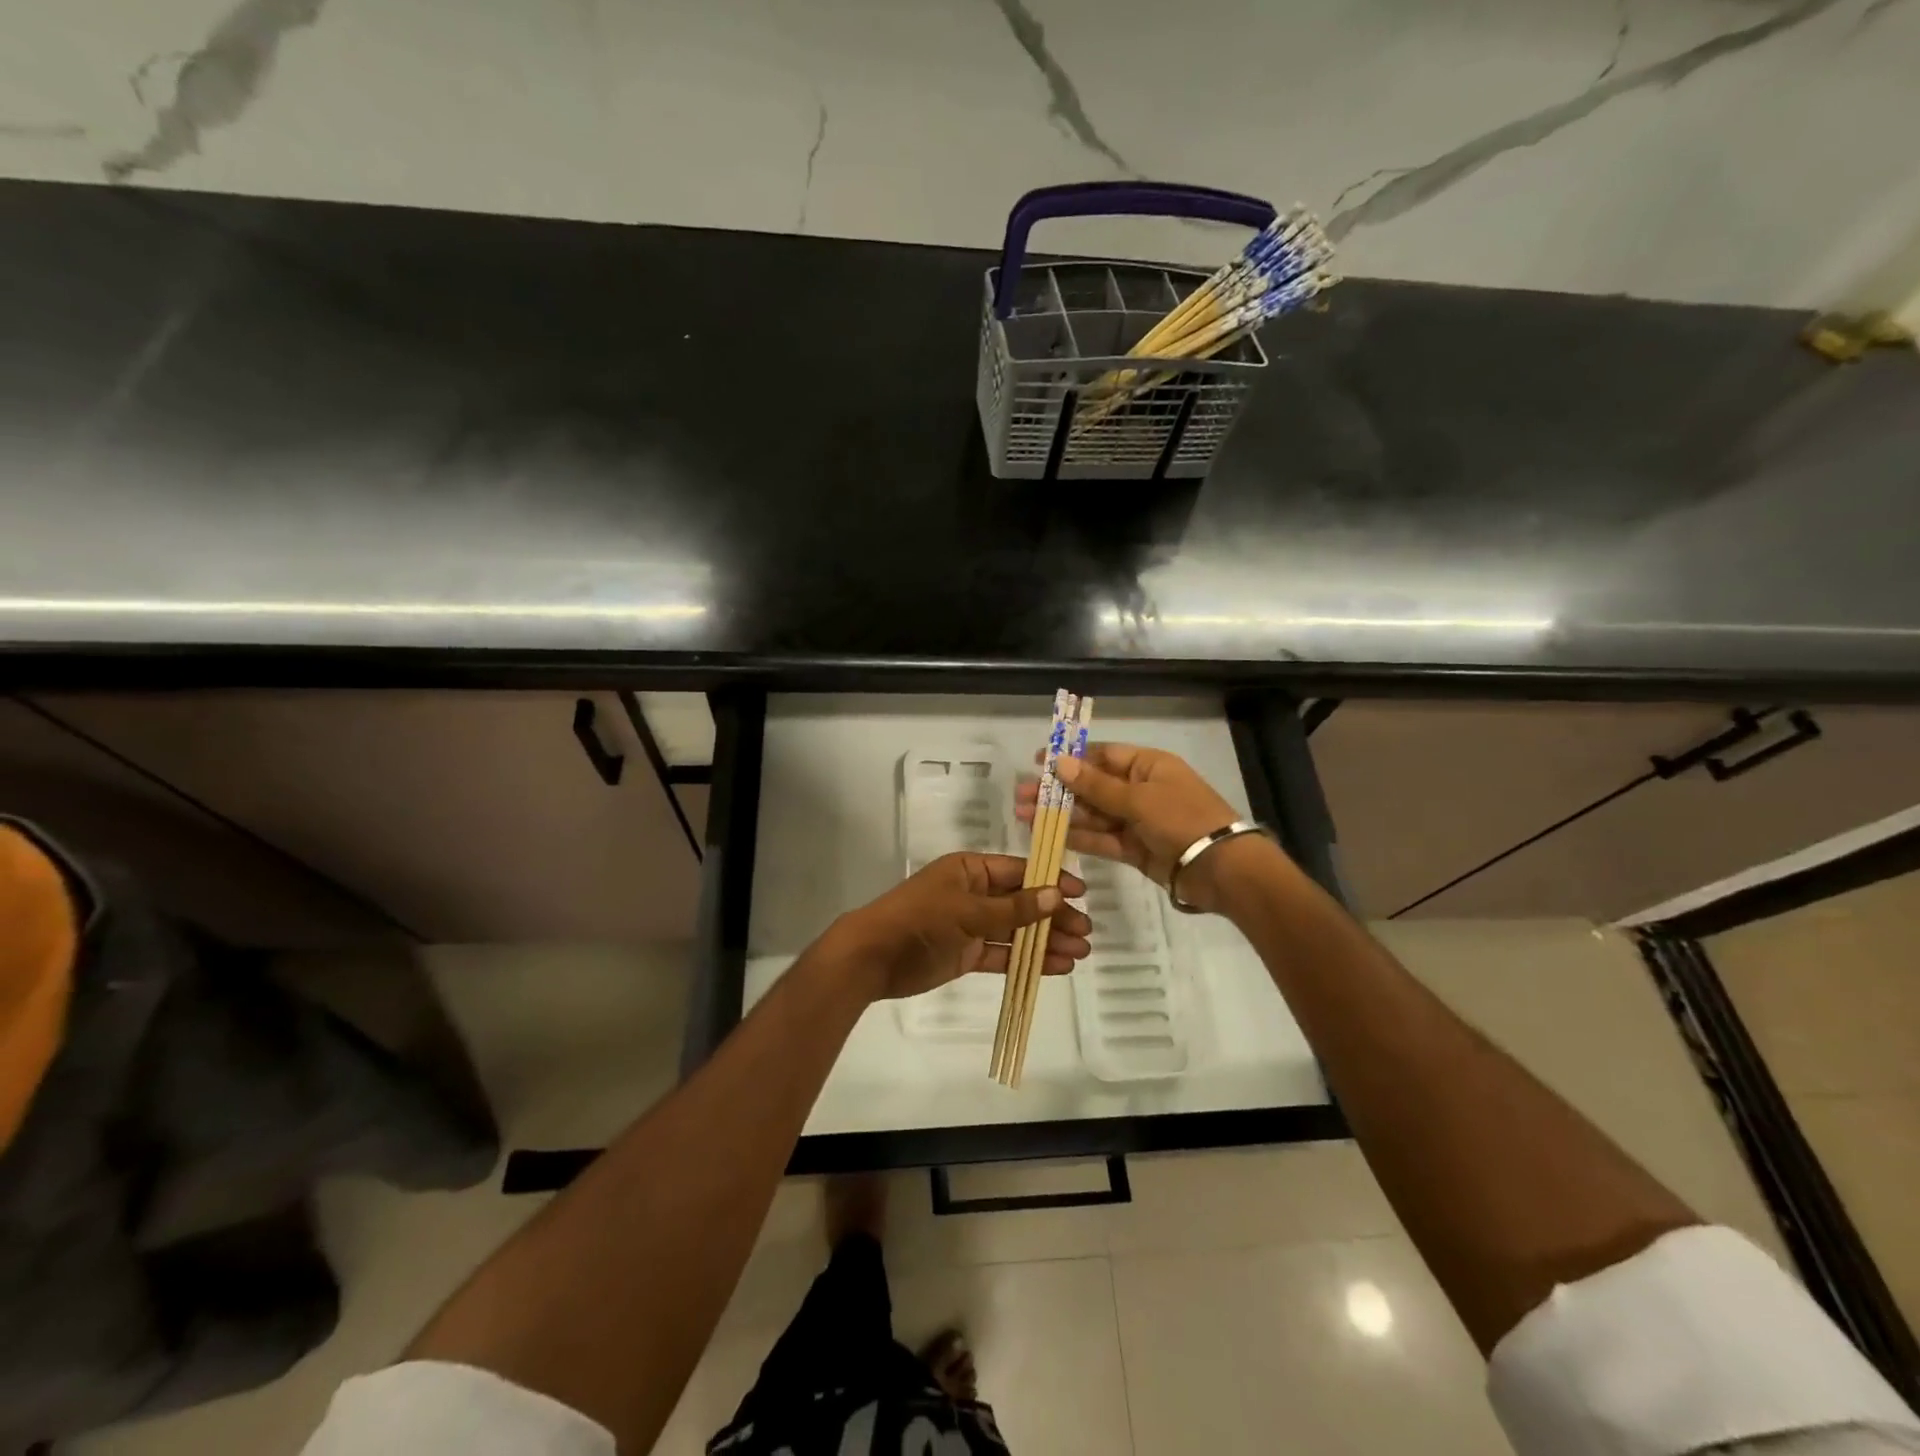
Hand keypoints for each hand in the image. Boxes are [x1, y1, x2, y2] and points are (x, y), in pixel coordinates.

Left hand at [833, 852, 1090, 1001]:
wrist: (873, 956)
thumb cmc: (921, 919)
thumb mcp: (969, 910)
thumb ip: (1014, 907)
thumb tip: (1056, 895)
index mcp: (971, 870)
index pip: (1019, 871)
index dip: (1050, 881)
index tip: (1081, 894)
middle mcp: (974, 893)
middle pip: (1022, 902)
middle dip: (1054, 916)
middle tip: (1087, 932)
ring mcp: (971, 925)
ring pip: (1016, 930)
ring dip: (1046, 941)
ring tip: (1080, 953)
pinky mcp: (967, 953)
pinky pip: (1003, 954)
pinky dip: (1027, 960)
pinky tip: (1057, 966)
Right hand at [1016, 743, 1268, 912]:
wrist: (1222, 869)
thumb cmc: (1182, 819)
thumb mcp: (1138, 798)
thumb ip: (1096, 785)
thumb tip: (1060, 762)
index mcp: (1147, 766)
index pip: (1102, 755)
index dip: (1070, 758)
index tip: (1038, 762)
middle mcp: (1140, 789)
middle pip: (1092, 786)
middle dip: (1058, 791)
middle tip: (1021, 795)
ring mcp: (1137, 821)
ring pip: (1093, 814)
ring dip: (1061, 815)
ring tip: (1024, 816)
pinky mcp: (1135, 849)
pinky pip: (1102, 839)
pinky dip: (1078, 837)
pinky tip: (1050, 835)